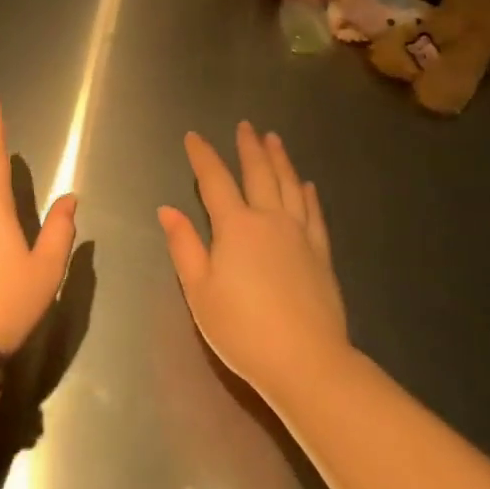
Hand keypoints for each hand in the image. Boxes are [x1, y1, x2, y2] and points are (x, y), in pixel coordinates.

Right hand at [158, 122, 346, 405]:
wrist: (307, 362)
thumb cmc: (243, 330)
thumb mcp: (200, 292)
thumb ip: (184, 246)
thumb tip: (167, 209)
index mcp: (235, 226)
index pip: (215, 180)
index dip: (203, 156)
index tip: (193, 136)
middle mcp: (269, 220)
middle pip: (258, 173)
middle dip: (249, 147)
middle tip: (246, 126)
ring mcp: (299, 235)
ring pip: (289, 186)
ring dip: (280, 160)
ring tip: (274, 140)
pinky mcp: (321, 254)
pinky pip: (314, 214)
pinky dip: (308, 195)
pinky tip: (307, 185)